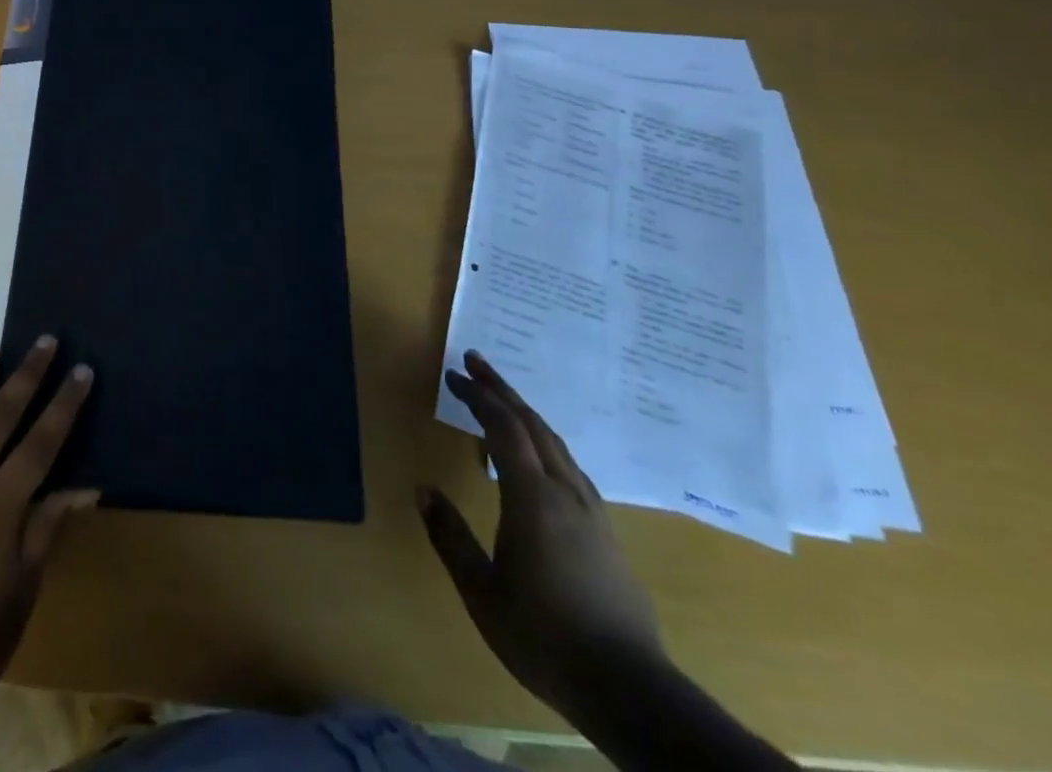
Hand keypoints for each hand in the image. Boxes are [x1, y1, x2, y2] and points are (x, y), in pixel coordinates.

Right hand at [419, 352, 665, 721]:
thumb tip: (423, 490)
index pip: (503, 428)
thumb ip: (450, 536)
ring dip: (524, 412)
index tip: (454, 375)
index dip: (478, 396)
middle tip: (474, 362)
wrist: (628, 689)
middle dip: (501, 389)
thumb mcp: (481, 592)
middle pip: (532, 423)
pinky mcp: (605, 531)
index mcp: (533, 497)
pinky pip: (569, 465)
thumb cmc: (544, 636)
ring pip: (555, 442)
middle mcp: (565, 491)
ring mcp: (591, 510)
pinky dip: (544, 441)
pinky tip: (537, 455)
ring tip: (500, 400)